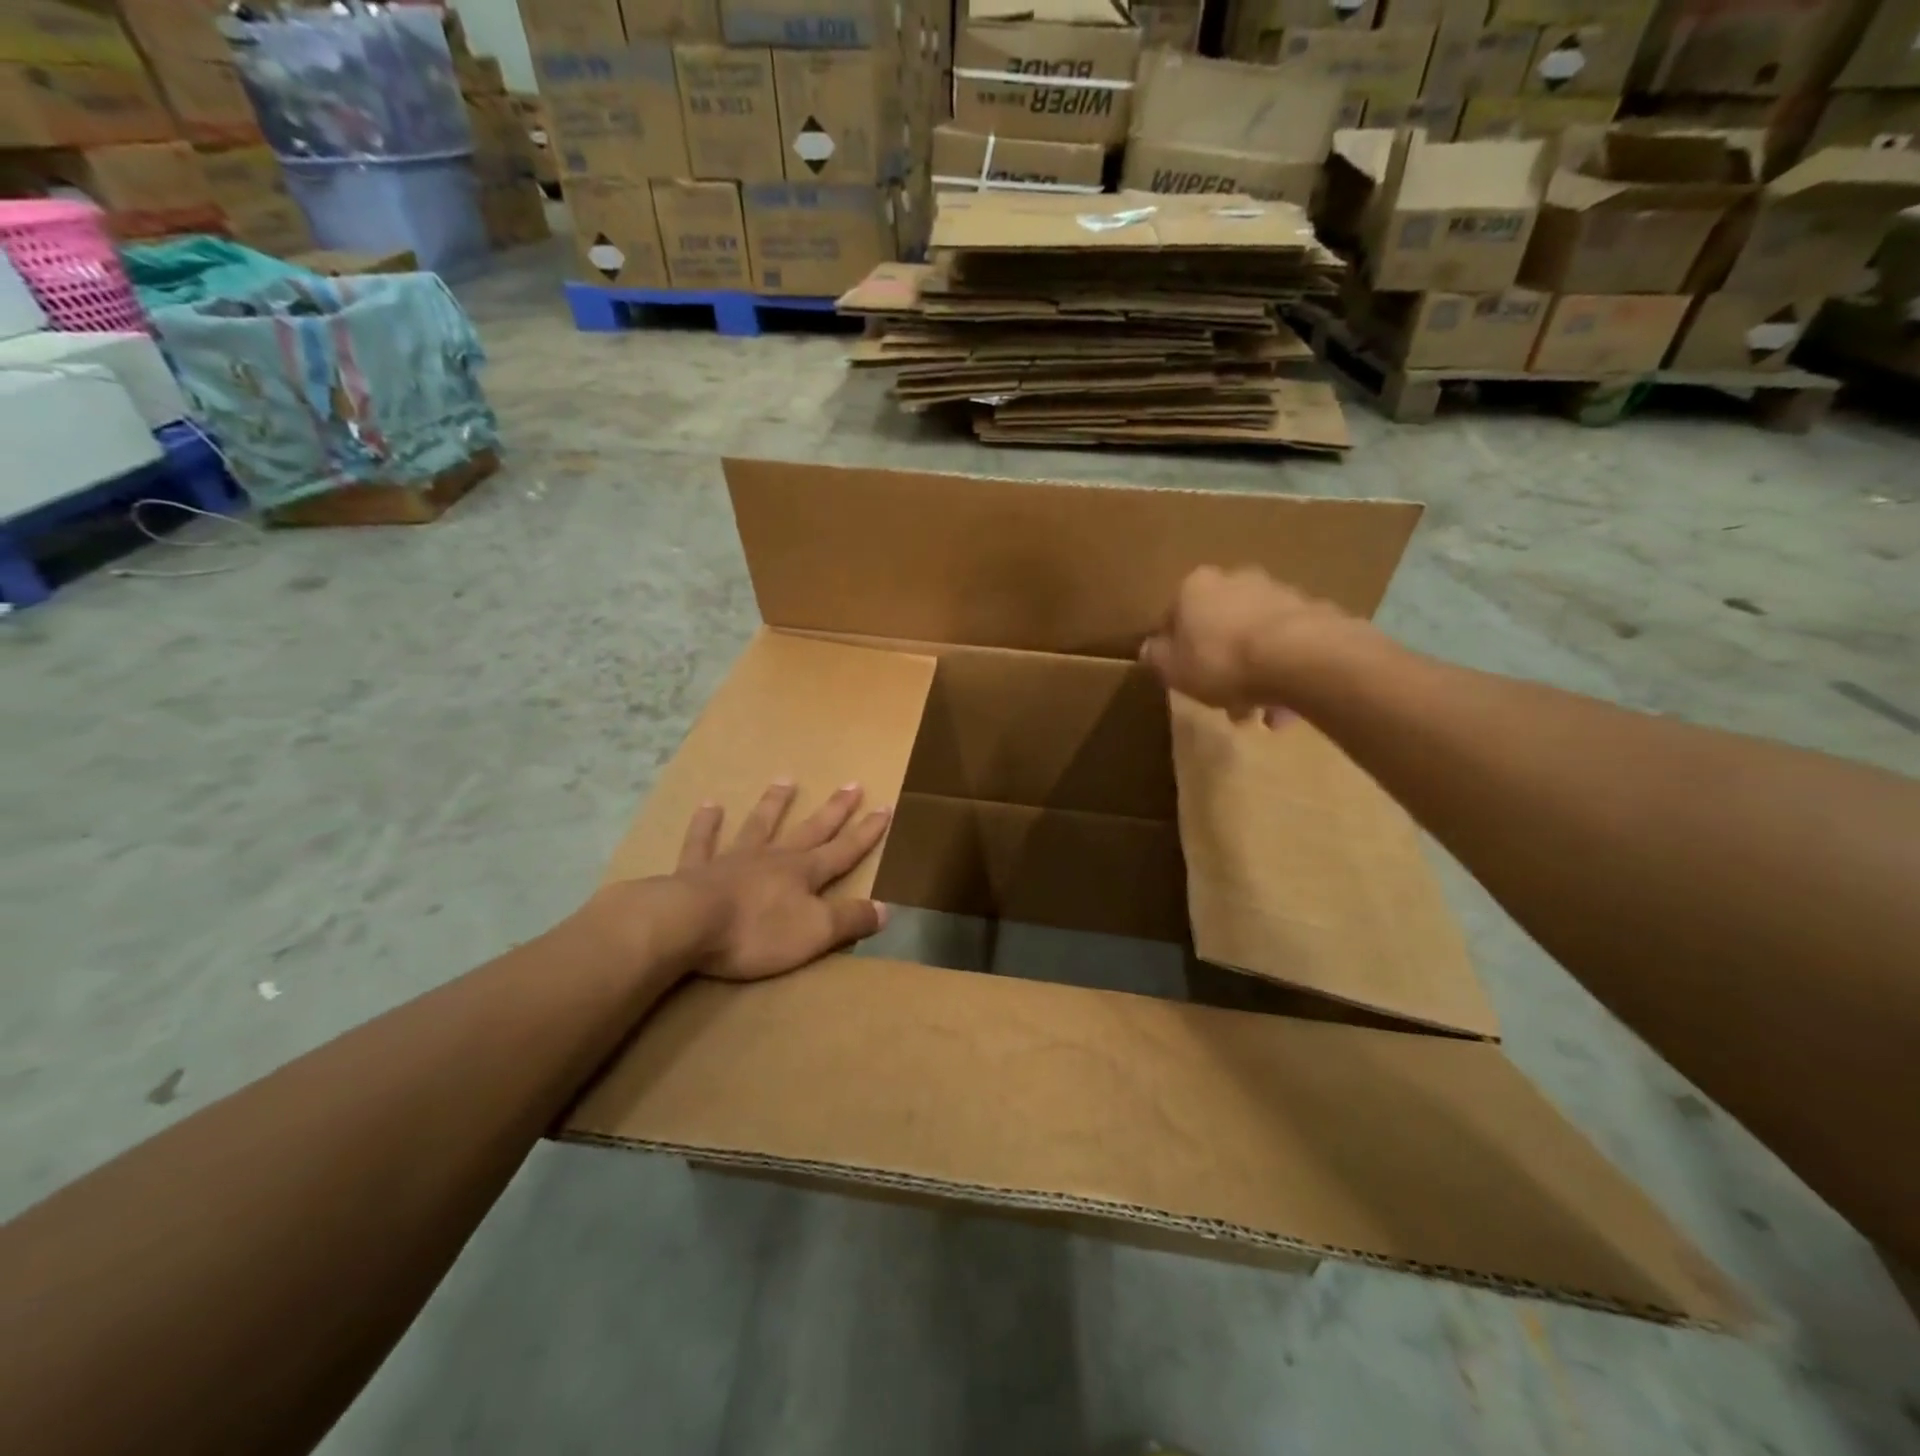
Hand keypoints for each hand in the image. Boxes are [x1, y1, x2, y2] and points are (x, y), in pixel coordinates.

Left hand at [671, 781, 892, 981]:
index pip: (844, 850)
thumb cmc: (757, 931)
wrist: (688, 924)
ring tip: (786, 780)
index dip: (867, 832)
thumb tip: (887, 908)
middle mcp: (774, 858)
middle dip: (834, 809)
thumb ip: (850, 920)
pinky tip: (709, 805)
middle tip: (852, 784)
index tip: (886, 807)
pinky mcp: (697, 870)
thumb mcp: (815, 933)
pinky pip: (702, 841)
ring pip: (759, 825)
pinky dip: (706, 824)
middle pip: (810, 829)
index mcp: (804, 873)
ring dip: (774, 804)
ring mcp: (734, 859)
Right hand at [1139, 566, 1350, 722]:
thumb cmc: (1221, 661)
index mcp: (1195, 587)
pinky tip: (1283, 705)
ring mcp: (1278, 593)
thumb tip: (1149, 649)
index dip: (1173, 649)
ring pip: (1253, 638)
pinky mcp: (1312, 613)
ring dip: (1252, 672)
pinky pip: (1286, 647)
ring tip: (1258, 713)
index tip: (1179, 677)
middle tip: (1220, 700)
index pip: (1173, 615)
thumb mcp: (1173, 669)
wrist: (1299, 658)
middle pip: (1218, 625)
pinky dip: (1281, 672)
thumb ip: (1156, 657)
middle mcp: (1236, 579)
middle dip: (1218, 662)